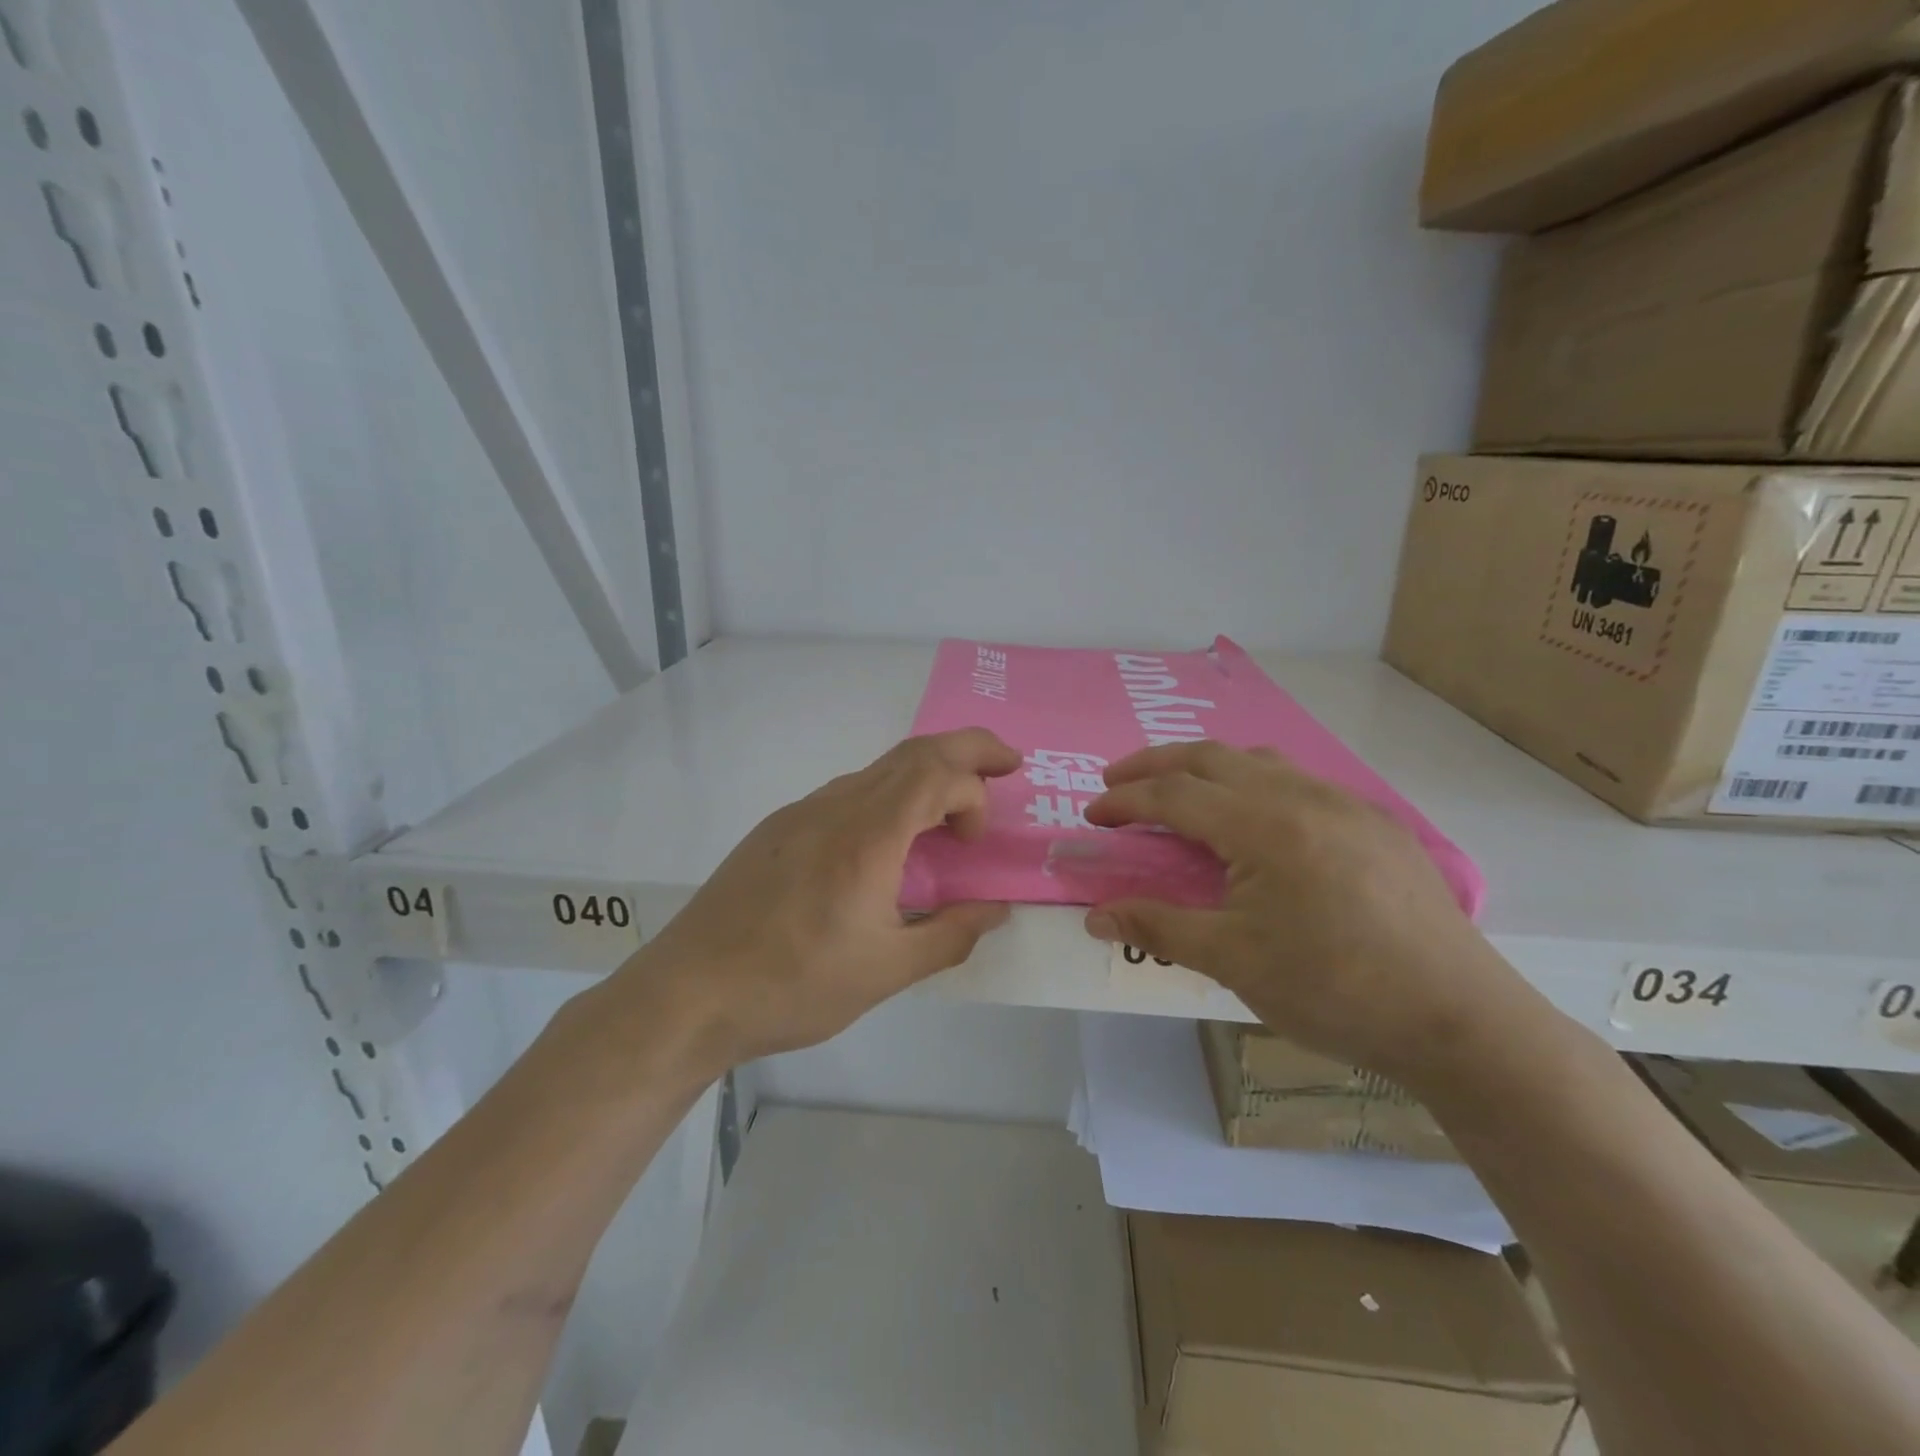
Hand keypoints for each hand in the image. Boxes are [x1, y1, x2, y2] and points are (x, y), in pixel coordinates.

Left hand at [607, 730, 1020, 1070]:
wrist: (689, 993)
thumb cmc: (793, 985)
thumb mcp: (885, 972)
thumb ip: (950, 935)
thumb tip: (994, 910)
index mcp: (868, 836)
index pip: (940, 776)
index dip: (975, 795)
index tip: (975, 844)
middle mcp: (836, 807)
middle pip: (914, 751)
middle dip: (969, 747)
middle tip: (1006, 762)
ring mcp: (802, 812)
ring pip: (878, 769)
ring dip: (925, 773)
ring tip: (949, 809)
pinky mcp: (778, 828)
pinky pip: (848, 792)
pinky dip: (888, 795)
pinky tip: (886, 842)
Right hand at [1082, 742, 1539, 1086]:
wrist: (1460, 1020)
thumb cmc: (1335, 991)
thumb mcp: (1234, 962)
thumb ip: (1158, 926)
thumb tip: (1093, 916)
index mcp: (1264, 826)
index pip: (1174, 794)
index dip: (1125, 801)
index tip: (1092, 814)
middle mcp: (1303, 796)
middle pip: (1210, 757)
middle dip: (1154, 764)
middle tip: (1117, 782)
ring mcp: (1345, 803)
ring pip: (1258, 760)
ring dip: (1206, 766)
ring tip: (1179, 791)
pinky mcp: (1375, 821)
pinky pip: (1298, 780)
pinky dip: (1253, 781)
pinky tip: (1254, 818)